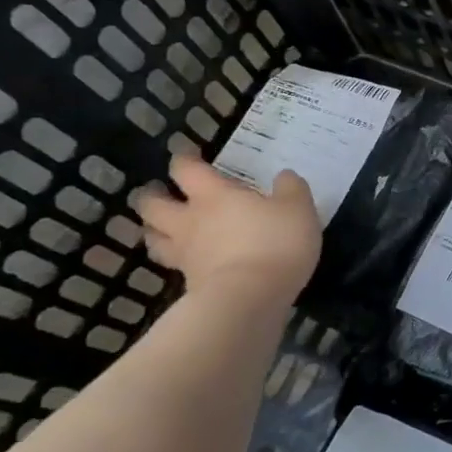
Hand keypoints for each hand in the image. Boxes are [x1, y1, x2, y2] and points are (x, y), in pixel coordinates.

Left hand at [135, 157, 319, 300]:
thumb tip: (284, 176)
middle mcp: (191, 220)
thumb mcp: (299, 209)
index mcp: (215, 196)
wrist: (252, 297)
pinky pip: (172, 264)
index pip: (187, 170)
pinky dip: (174, 258)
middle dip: (152, 195)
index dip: (184, 159)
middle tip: (159, 192)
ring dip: (153, 228)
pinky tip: (187, 258)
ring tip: (160, 226)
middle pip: (153, 204)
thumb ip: (291, 189)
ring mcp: (186, 253)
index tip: (187, 154)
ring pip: (153, 236)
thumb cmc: (276, 243)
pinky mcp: (189, 282)